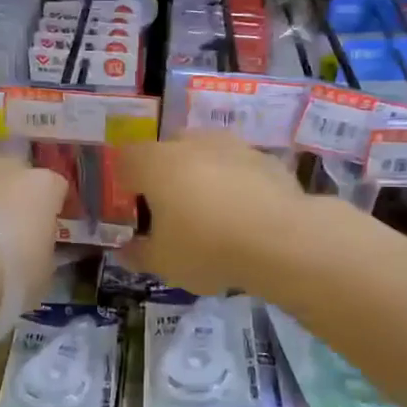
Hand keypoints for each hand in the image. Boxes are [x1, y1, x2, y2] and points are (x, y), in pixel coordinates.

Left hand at [0, 152, 68, 328]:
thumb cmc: (5, 273)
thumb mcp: (39, 277)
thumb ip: (39, 257)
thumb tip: (31, 255)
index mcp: (43, 186)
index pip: (55, 190)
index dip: (48, 212)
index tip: (39, 236)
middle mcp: (6, 166)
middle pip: (14, 179)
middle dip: (9, 202)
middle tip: (1, 238)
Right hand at [120, 133, 308, 295]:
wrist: (281, 240)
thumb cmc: (206, 247)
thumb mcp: (163, 262)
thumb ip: (139, 254)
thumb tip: (126, 251)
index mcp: (155, 163)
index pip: (126, 159)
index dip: (126, 183)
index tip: (135, 209)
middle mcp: (191, 143)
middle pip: (168, 150)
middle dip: (166, 174)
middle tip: (173, 210)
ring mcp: (232, 146)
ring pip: (207, 154)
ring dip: (204, 175)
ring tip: (213, 212)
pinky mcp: (266, 159)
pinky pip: (240, 168)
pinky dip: (237, 184)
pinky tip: (246, 215)